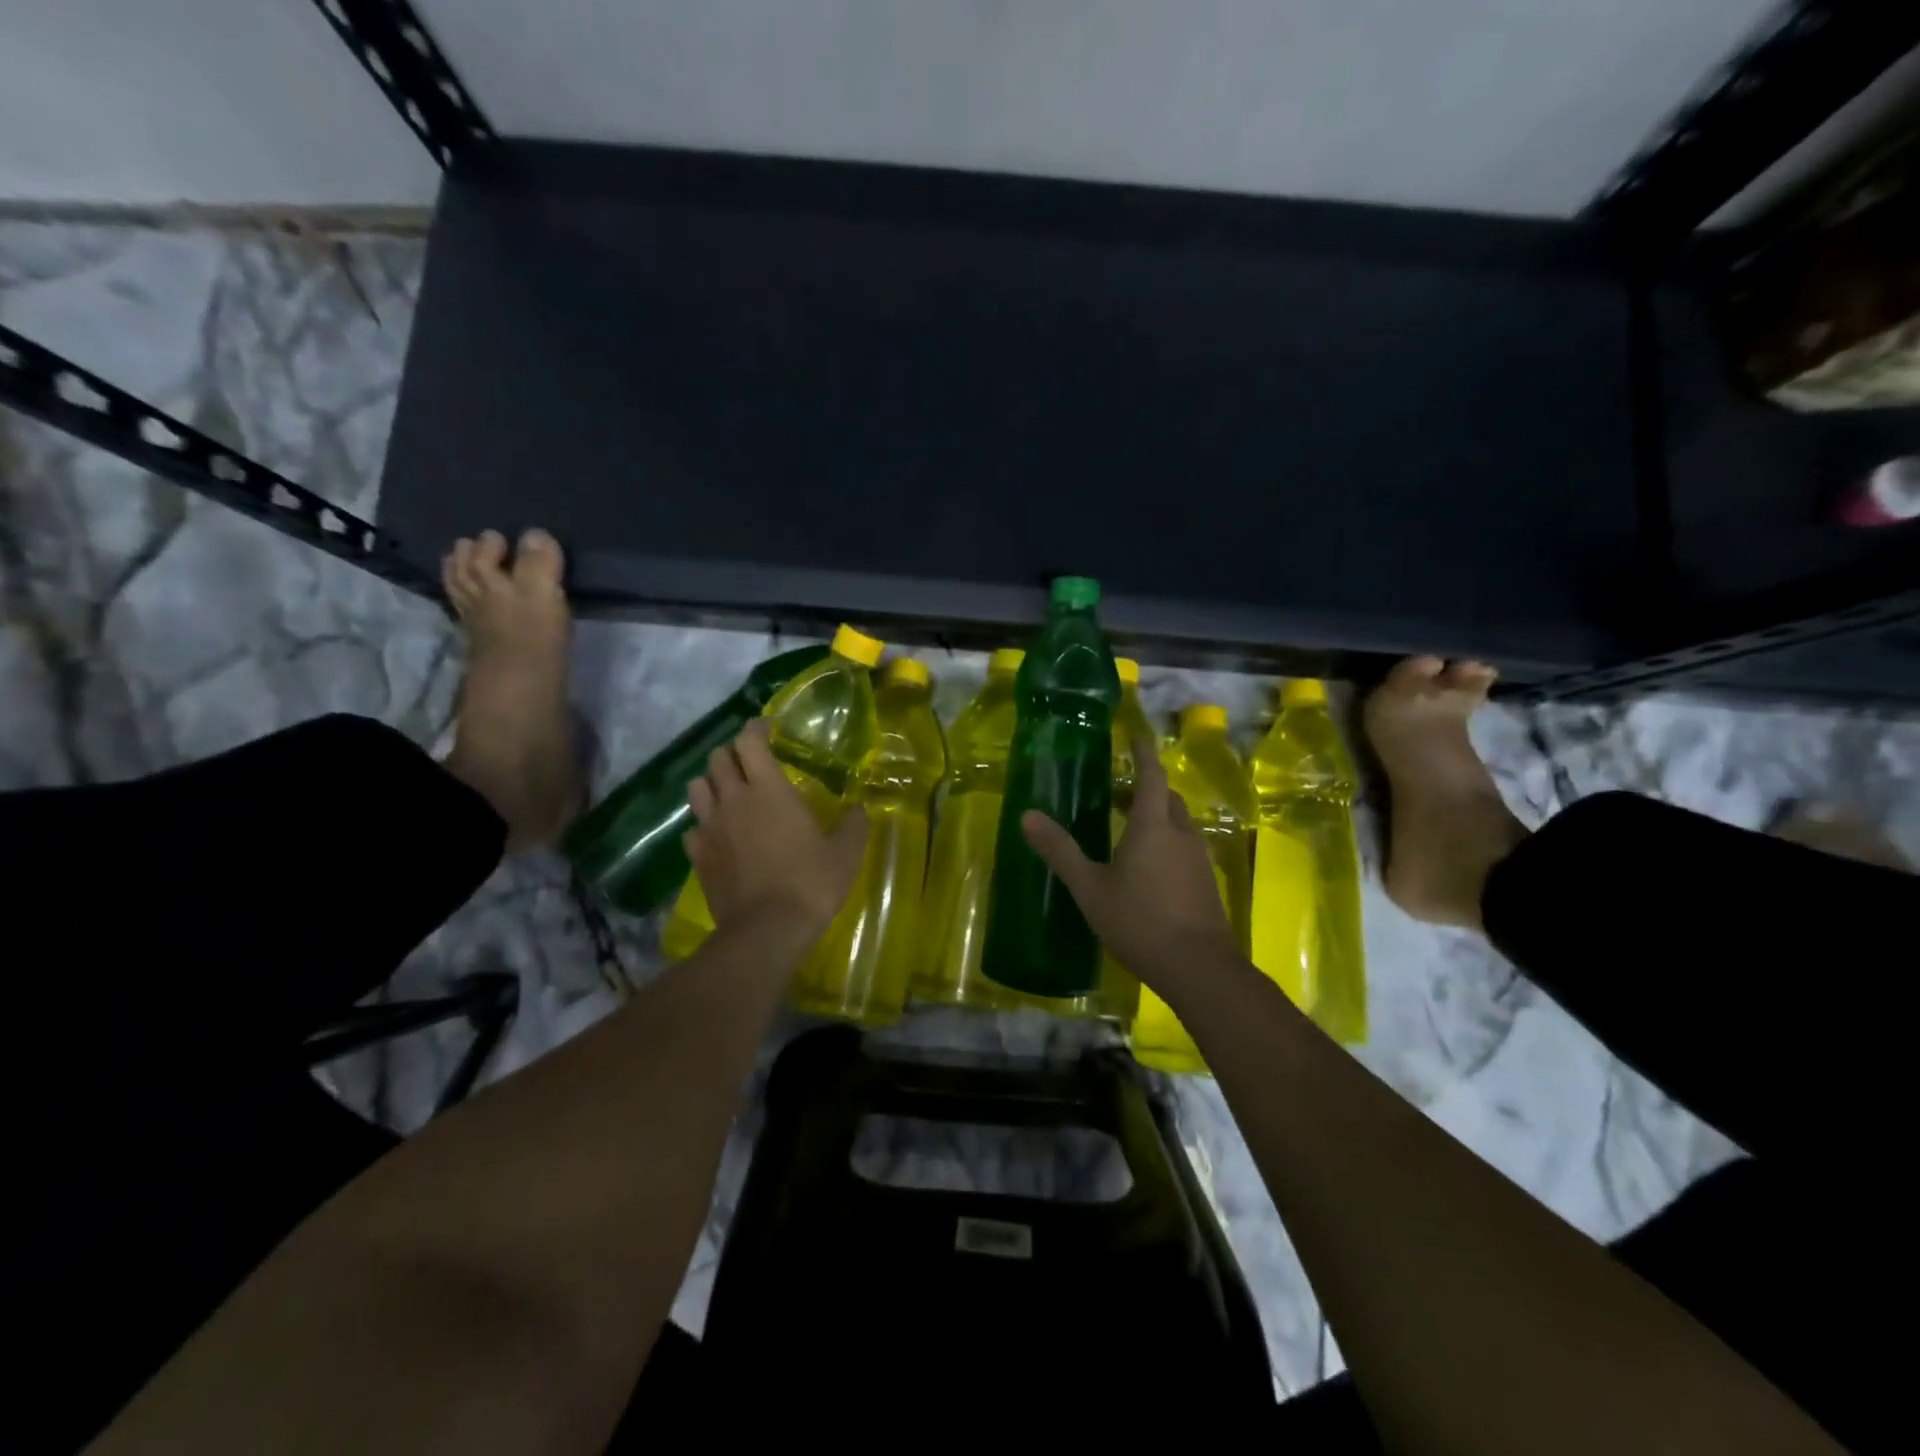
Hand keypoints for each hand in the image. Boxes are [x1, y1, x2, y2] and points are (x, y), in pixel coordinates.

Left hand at [686, 721, 868, 940]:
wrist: (766, 931)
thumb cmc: (810, 884)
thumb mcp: (846, 854)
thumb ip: (853, 826)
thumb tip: (858, 811)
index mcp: (769, 789)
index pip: (750, 741)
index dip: (757, 728)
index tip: (769, 729)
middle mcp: (734, 800)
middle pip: (718, 758)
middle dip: (733, 753)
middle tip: (752, 762)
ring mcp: (710, 827)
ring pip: (697, 787)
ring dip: (712, 782)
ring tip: (730, 793)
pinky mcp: (697, 856)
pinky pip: (693, 827)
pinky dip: (704, 823)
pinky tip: (720, 835)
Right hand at [1022, 738, 1239, 993]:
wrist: (1198, 968)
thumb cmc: (1140, 922)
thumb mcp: (1090, 888)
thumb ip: (1060, 851)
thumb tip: (1027, 815)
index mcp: (1153, 826)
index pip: (1152, 776)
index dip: (1144, 753)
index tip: (1135, 736)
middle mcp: (1181, 834)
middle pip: (1168, 798)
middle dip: (1147, 787)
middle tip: (1120, 790)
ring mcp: (1198, 858)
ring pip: (1179, 823)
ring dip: (1157, 815)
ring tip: (1130, 826)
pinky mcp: (1206, 882)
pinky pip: (1185, 846)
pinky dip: (1167, 840)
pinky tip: (1149, 865)